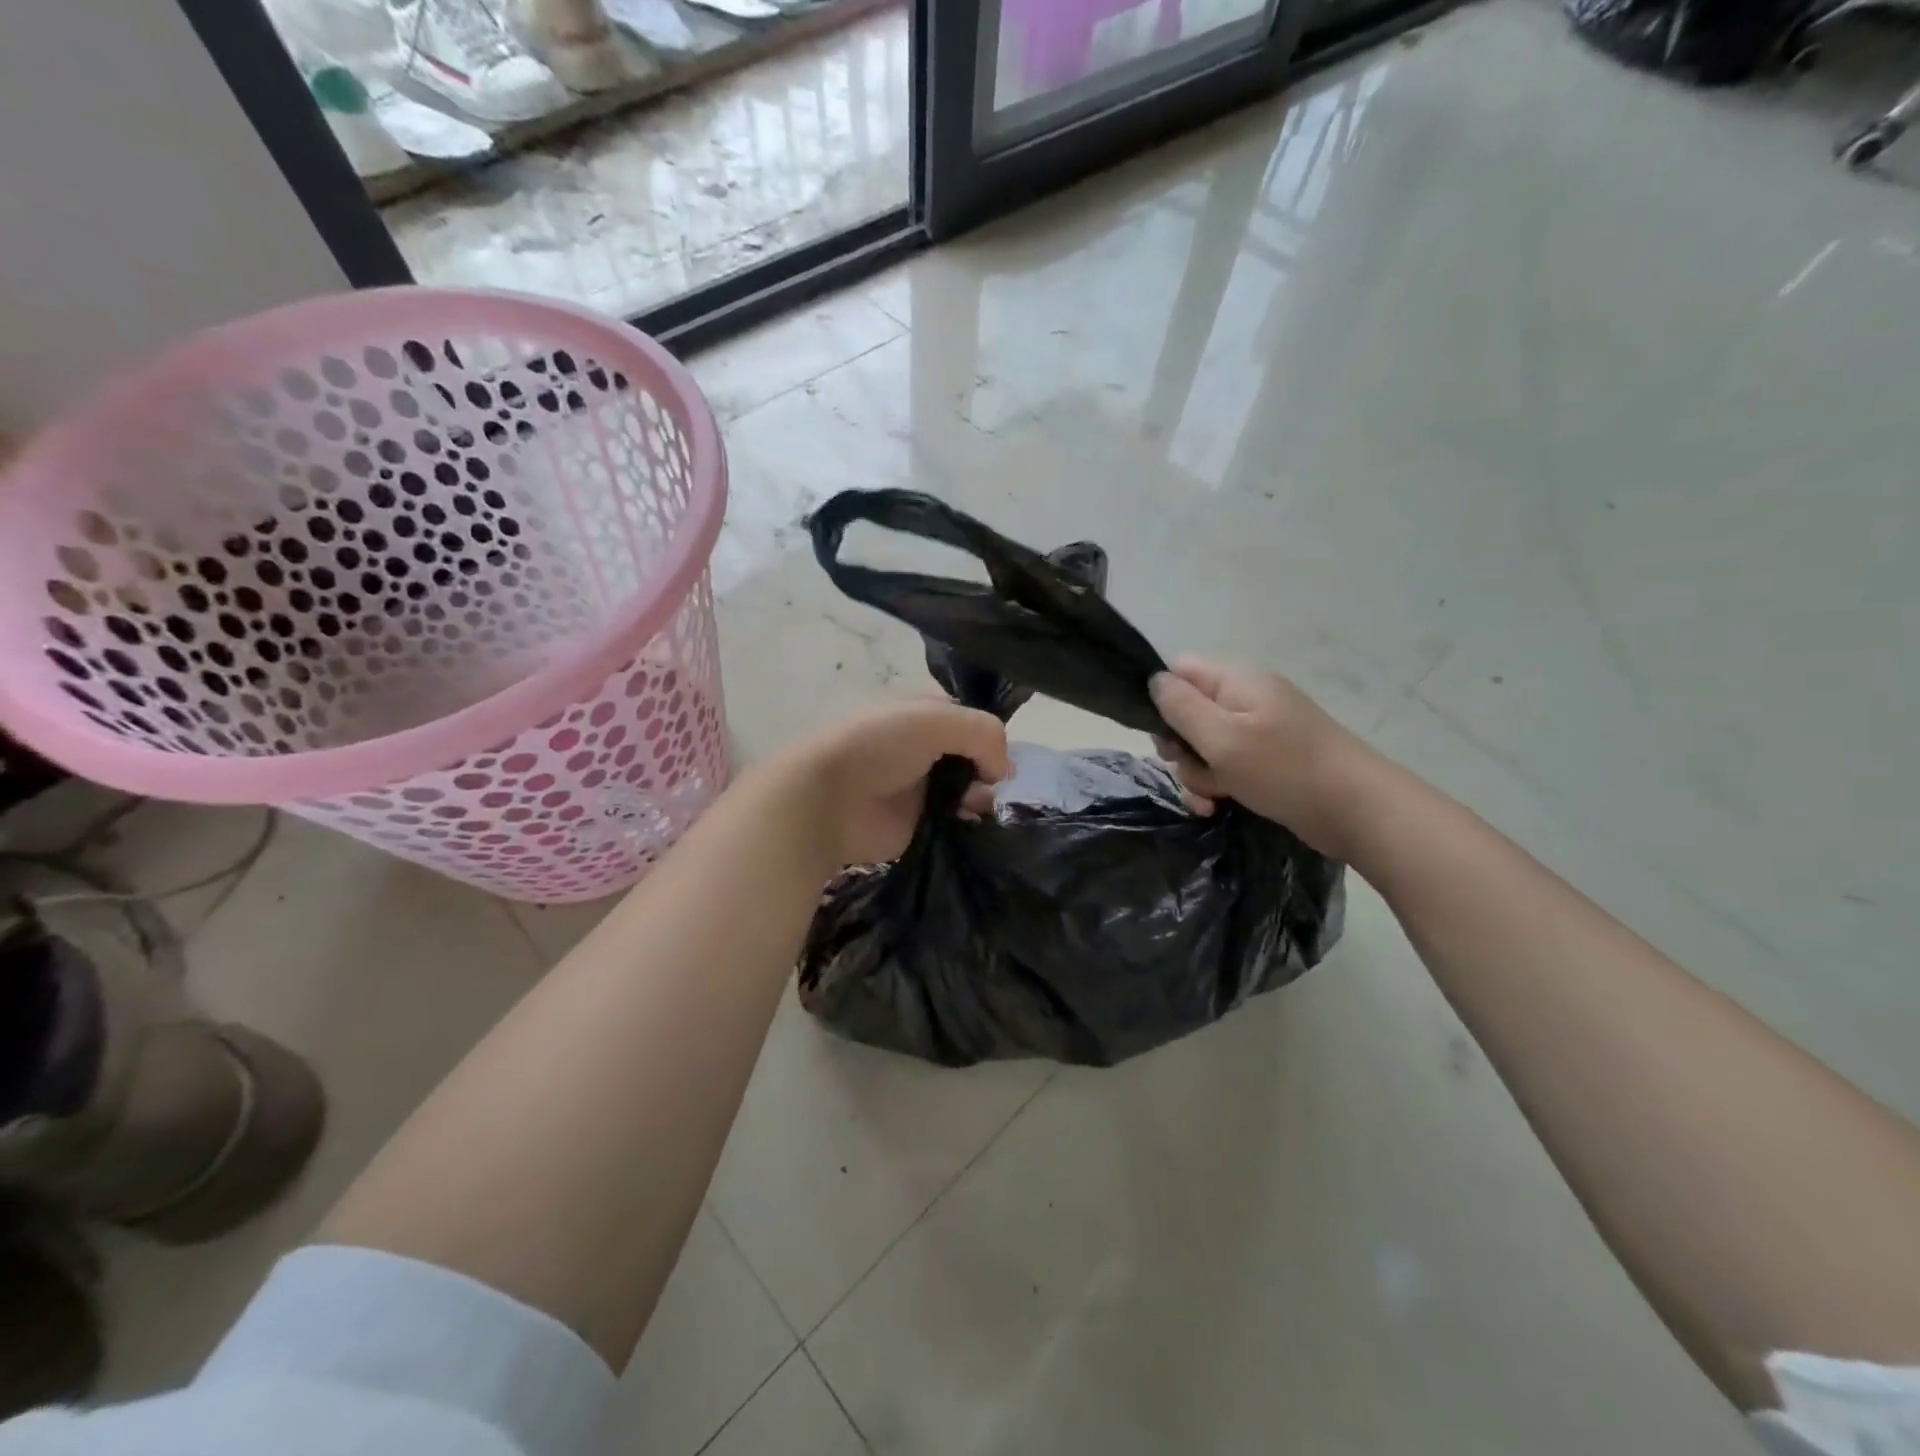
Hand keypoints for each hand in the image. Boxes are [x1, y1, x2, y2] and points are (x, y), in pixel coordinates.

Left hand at [778, 699, 1010, 867]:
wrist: (827, 800)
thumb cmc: (877, 745)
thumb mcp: (936, 719)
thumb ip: (983, 733)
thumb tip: (1002, 773)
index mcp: (919, 711)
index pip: (966, 717)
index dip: (986, 733)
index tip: (998, 753)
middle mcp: (921, 746)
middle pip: (971, 754)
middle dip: (989, 767)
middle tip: (994, 785)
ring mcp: (918, 785)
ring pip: (968, 788)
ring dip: (982, 796)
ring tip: (981, 805)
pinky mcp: (917, 822)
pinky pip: (956, 820)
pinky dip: (970, 822)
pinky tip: (975, 824)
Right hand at [1149, 657, 1374, 858]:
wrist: (1357, 810)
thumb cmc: (1284, 769)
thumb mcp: (1222, 737)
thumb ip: (1181, 707)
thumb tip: (1154, 681)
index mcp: (1235, 680)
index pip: (1179, 670)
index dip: (1161, 698)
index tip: (1161, 733)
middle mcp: (1244, 699)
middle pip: (1186, 713)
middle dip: (1179, 747)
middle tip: (1190, 767)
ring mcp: (1256, 731)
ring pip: (1202, 747)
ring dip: (1197, 774)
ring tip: (1212, 798)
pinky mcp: (1265, 762)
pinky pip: (1224, 767)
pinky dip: (1216, 786)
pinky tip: (1215, 808)